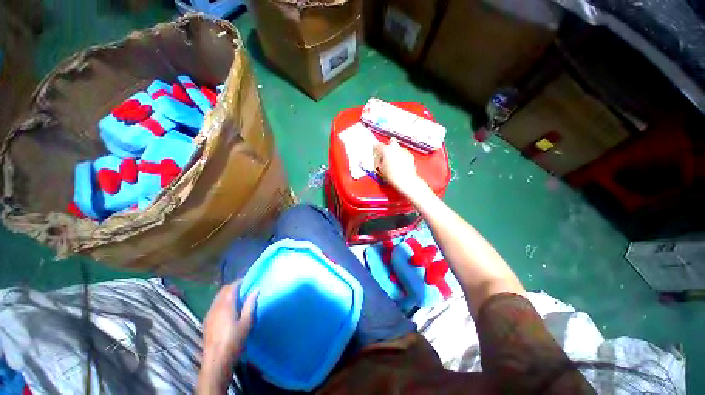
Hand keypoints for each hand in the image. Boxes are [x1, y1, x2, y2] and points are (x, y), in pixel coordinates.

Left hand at [198, 283, 257, 393]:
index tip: (249, 280)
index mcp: (226, 305)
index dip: (240, 282)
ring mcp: (209, 314)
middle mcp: (215, 307)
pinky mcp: (206, 322)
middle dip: (233, 287)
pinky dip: (222, 302)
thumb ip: (250, 304)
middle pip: (223, 290)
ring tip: (238, 299)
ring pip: (218, 298)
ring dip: (227, 295)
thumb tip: (256, 289)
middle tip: (245, 289)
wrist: (216, 360)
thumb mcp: (246, 322)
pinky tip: (229, 311)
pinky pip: (215, 305)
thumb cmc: (234, 340)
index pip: (231, 287)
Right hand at [373, 138, 427, 195]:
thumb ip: (379, 161)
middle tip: (386, 154)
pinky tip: (400, 165)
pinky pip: (404, 154)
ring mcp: (404, 151)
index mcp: (386, 150)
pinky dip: (402, 157)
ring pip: (398, 148)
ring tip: (394, 162)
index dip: (376, 148)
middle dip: (389, 145)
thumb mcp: (380, 169)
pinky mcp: (410, 155)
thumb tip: (380, 160)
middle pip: (391, 141)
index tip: (376, 152)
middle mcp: (395, 148)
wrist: (405, 180)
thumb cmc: (392, 175)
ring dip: (396, 152)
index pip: (378, 145)